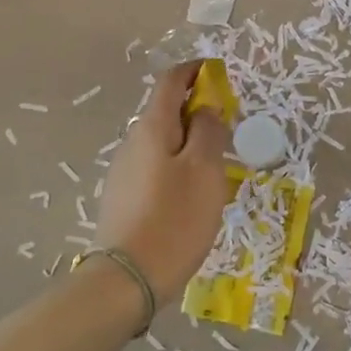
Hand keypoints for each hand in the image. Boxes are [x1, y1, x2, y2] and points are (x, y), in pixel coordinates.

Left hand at [95, 62, 231, 304]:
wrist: (128, 279)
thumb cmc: (175, 218)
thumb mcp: (205, 170)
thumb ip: (208, 131)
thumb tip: (206, 109)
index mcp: (152, 128)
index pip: (170, 81)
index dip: (195, 71)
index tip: (218, 73)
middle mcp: (132, 142)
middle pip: (165, 112)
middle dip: (196, 110)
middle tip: (227, 129)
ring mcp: (124, 171)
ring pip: (162, 143)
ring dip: (188, 142)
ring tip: (216, 167)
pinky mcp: (123, 198)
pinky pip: (155, 168)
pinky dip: (177, 166)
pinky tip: (192, 195)